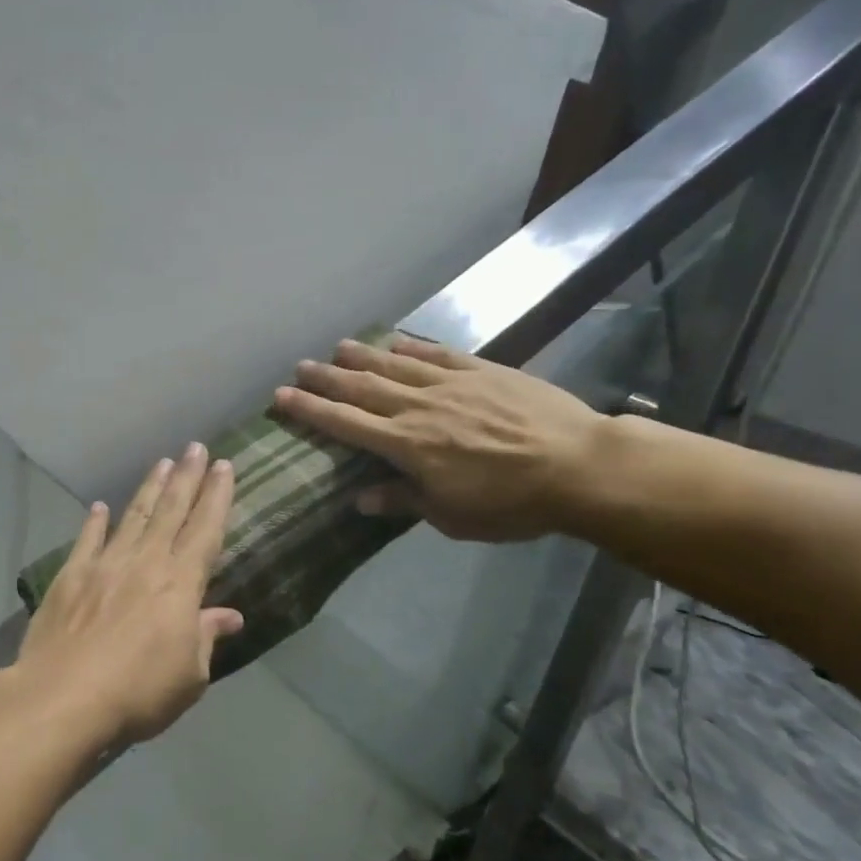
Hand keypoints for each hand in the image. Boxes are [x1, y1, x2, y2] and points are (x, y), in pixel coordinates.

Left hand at [14, 445, 243, 745]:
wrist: (62, 698)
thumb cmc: (138, 693)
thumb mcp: (189, 676)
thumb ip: (206, 637)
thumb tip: (230, 615)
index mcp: (180, 584)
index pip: (205, 529)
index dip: (216, 496)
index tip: (224, 466)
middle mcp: (145, 563)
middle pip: (171, 511)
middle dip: (186, 477)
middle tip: (195, 447)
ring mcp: (105, 565)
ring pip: (133, 517)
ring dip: (149, 489)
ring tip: (162, 463)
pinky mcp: (70, 577)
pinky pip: (87, 541)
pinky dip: (95, 522)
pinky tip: (100, 507)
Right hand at [275, 335, 605, 543]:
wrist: (578, 466)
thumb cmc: (511, 504)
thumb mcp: (451, 516)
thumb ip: (403, 500)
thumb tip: (360, 498)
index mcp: (406, 446)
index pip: (345, 424)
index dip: (311, 410)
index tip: (282, 397)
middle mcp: (419, 408)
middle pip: (362, 388)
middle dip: (326, 378)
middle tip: (299, 367)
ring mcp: (451, 385)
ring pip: (395, 366)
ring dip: (362, 356)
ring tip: (337, 348)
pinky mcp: (482, 371)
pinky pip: (437, 355)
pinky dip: (412, 348)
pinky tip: (396, 343)